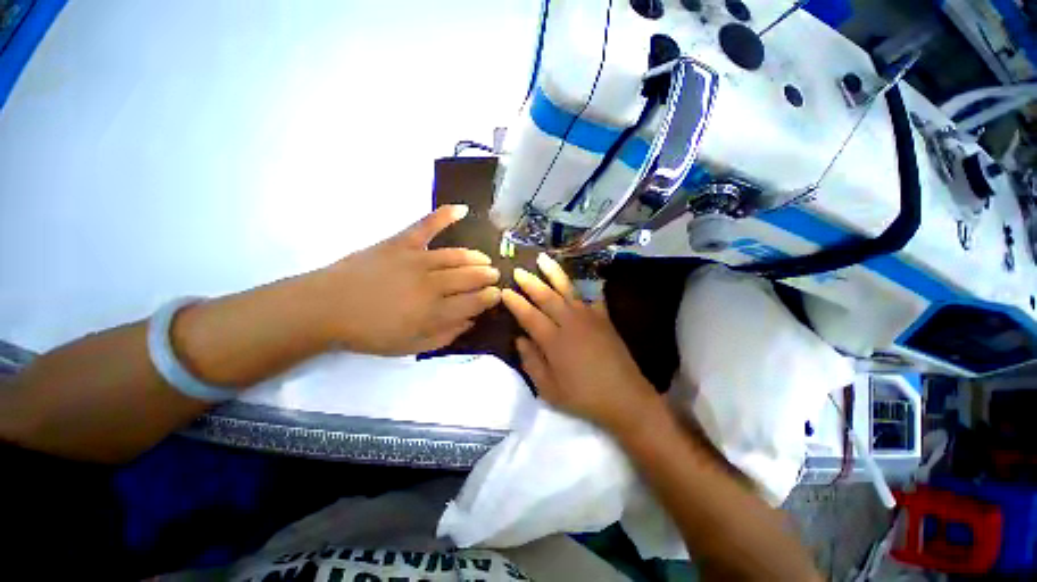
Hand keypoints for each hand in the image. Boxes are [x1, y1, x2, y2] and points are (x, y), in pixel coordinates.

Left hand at [315, 205, 500, 354]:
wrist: (327, 308)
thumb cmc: (370, 333)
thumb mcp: (411, 347)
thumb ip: (445, 336)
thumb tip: (470, 321)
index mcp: (434, 312)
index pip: (474, 302)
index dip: (490, 297)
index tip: (497, 294)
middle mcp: (432, 284)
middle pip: (470, 277)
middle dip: (488, 276)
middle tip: (494, 275)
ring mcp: (417, 260)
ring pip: (456, 256)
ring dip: (476, 257)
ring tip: (485, 259)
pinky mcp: (400, 242)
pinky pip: (426, 225)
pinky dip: (444, 215)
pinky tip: (462, 209)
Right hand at [501, 253, 662, 434]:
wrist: (625, 398)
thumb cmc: (583, 397)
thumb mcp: (549, 389)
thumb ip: (531, 362)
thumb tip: (520, 340)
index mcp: (554, 341)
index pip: (529, 315)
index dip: (515, 303)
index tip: (505, 291)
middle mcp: (570, 322)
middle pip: (546, 296)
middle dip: (530, 282)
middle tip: (519, 270)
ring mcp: (589, 317)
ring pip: (567, 289)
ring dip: (553, 273)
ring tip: (543, 258)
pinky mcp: (604, 318)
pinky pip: (592, 297)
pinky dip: (584, 287)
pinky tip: (579, 280)